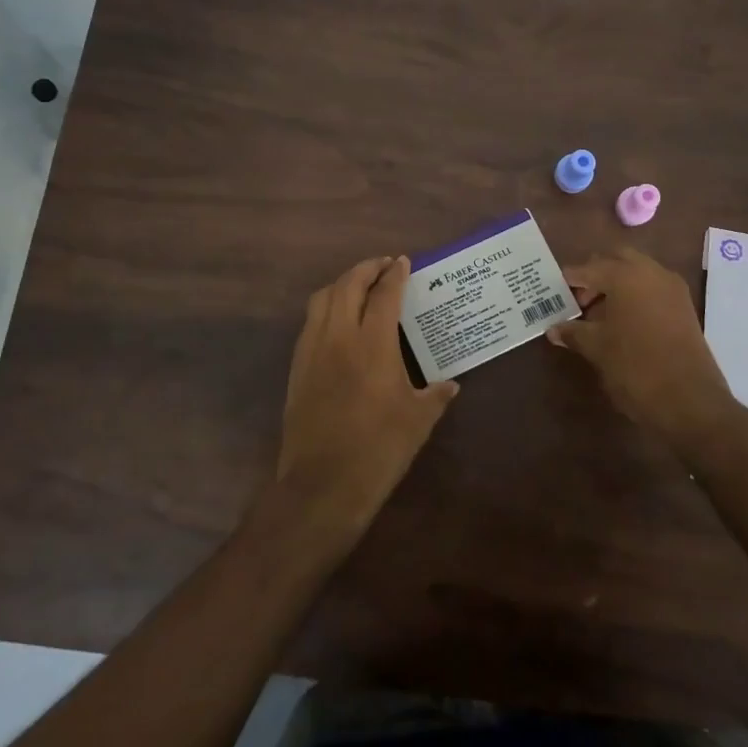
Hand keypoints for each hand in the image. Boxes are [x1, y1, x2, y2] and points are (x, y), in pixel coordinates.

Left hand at [277, 256, 459, 538]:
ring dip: (342, 284)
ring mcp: (312, 350)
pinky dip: (326, 308)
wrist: (323, 484)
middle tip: (383, 266)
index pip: (384, 294)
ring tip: (359, 287)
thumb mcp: (418, 421)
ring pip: (322, 299)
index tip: (403, 262)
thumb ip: (436, 396)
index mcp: (373, 344)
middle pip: (348, 285)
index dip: (395, 274)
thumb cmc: (378, 449)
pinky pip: (310, 322)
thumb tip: (451, 385)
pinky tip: (338, 322)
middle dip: (366, 268)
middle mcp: (339, 336)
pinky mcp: (297, 368)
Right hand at [546, 248, 739, 448]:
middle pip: (616, 259)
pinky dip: (635, 295)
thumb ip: (573, 332)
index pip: (588, 268)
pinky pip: (653, 288)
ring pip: (637, 272)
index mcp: (625, 275)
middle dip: (595, 274)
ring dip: (616, 285)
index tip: (552, 293)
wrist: (689, 400)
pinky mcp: (684, 307)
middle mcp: (651, 272)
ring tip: (597, 314)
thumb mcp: (597, 349)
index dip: (568, 280)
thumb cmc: (635, 367)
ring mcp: (672, 288)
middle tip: (579, 299)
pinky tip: (621, 322)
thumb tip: (553, 329)